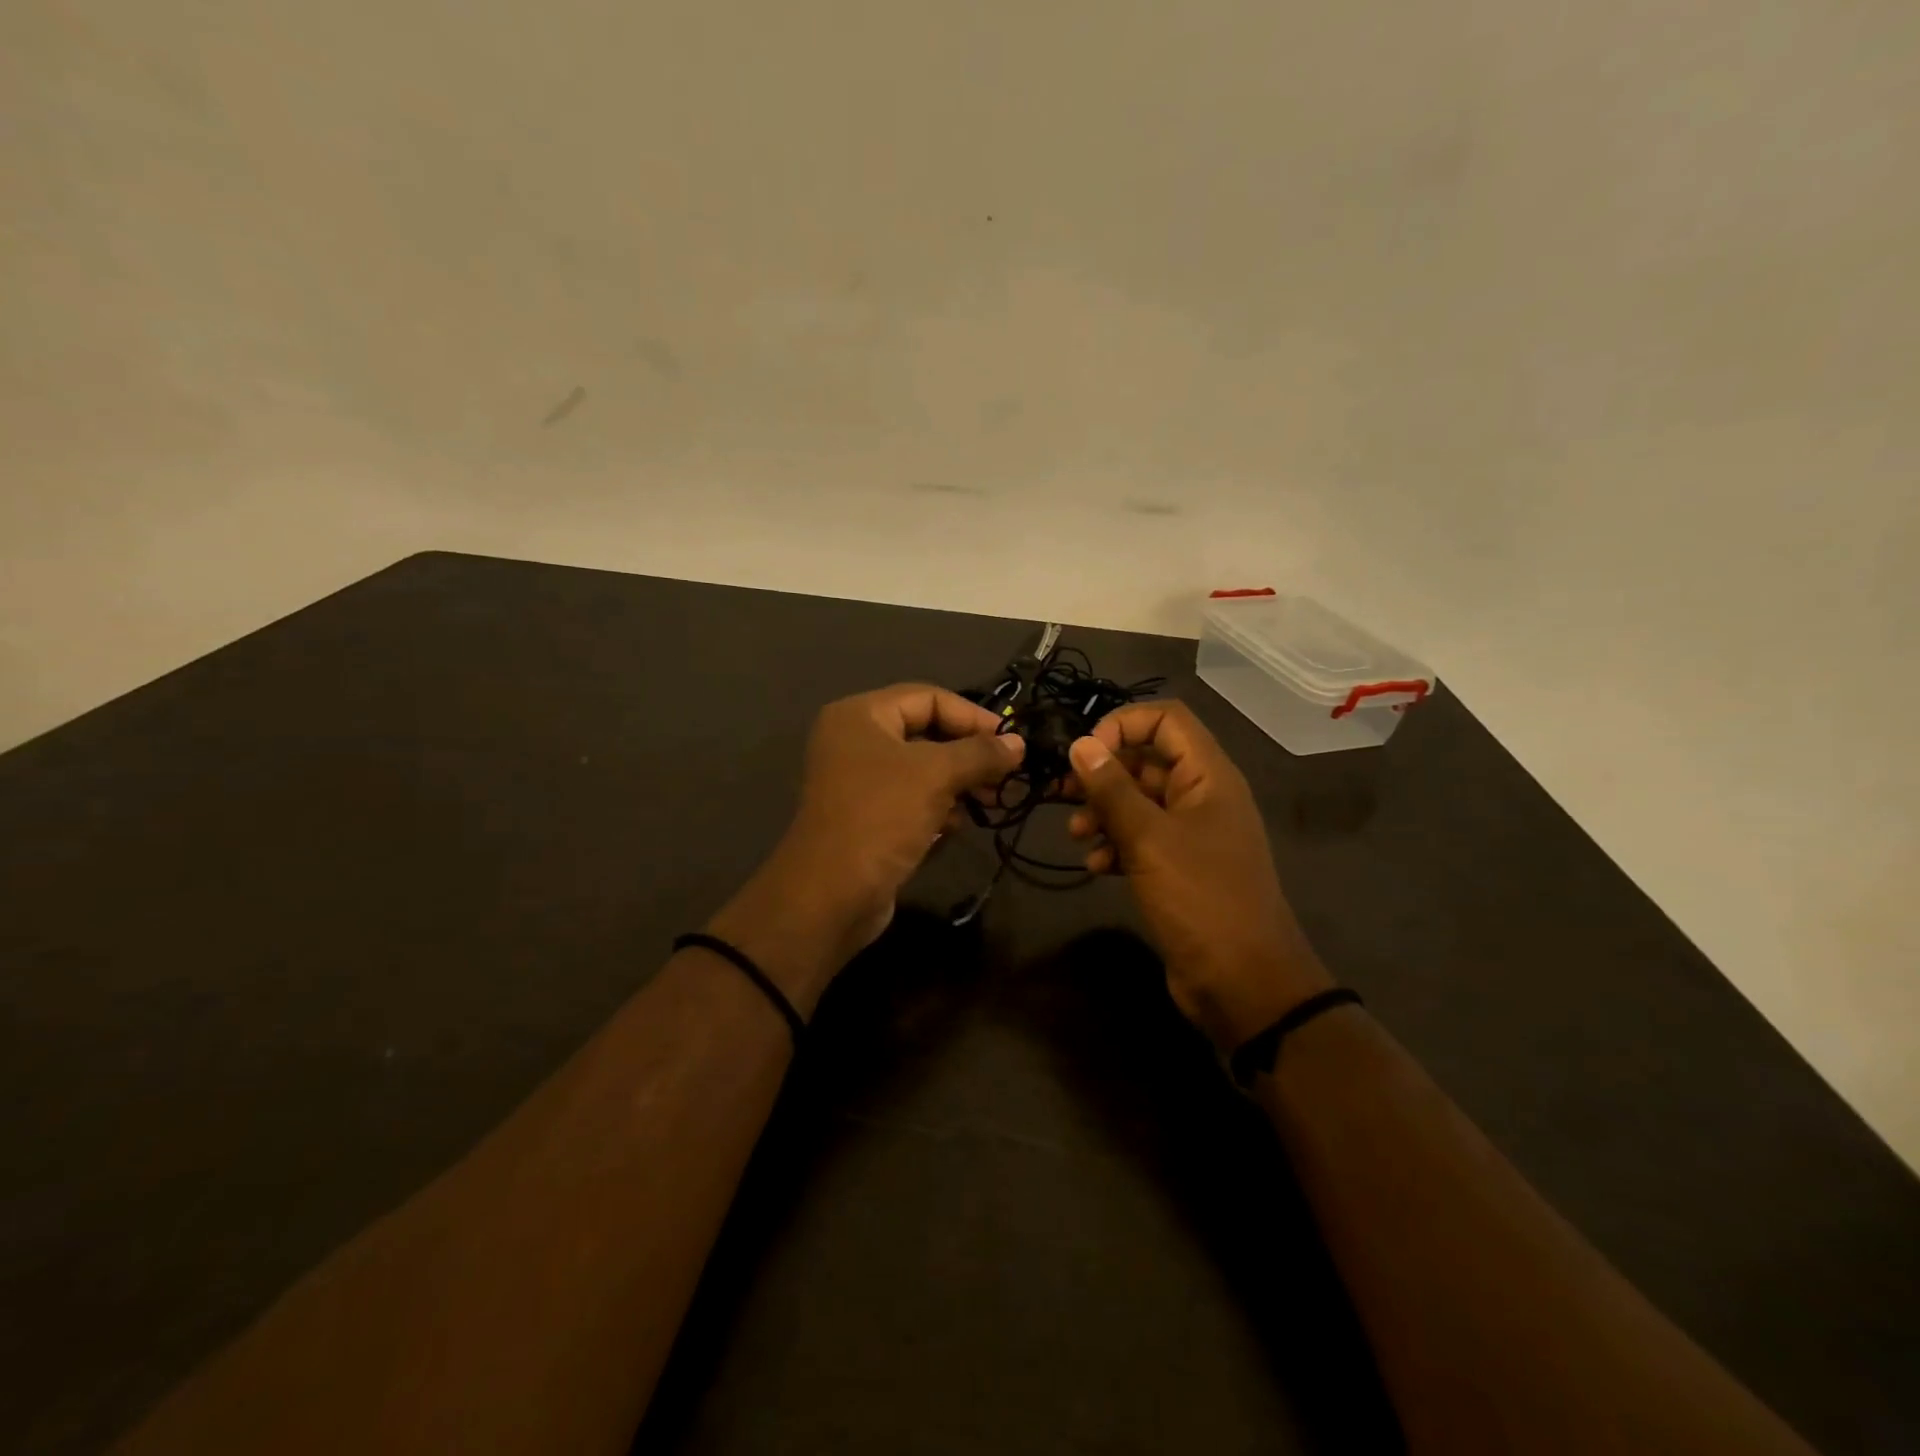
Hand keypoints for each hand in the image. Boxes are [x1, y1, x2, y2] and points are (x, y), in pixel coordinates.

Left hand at [712, 684, 1022, 1011]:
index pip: (928, 697)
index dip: (973, 716)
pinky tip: (956, 826)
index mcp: (861, 715)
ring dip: (958, 783)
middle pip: (926, 732)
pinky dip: (937, 808)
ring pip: (922, 770)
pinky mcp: (867, 818)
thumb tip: (1019, 743)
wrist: (830, 895)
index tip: (1011, 742)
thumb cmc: (881, 817)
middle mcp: (855, 741)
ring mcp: (859, 782)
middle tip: (1006, 775)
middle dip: (969, 753)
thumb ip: (980, 753)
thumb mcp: (936, 775)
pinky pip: (911, 800)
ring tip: (989, 801)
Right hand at [1065, 701, 1331, 1048]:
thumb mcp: (1149, 840)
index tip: (1085, 752)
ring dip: (1104, 811)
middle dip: (1103, 772)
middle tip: (1062, 791)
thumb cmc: (1200, 899)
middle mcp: (1202, 796)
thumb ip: (1112, 789)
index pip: (1166, 718)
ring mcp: (1192, 834)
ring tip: (1076, 834)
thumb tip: (1080, 743)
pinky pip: (1142, 839)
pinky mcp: (1180, 868)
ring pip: (1139, 801)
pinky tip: (1097, 866)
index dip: (1123, 724)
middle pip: (1147, 759)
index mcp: (1208, 776)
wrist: (1243, 983)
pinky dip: (1116, 845)